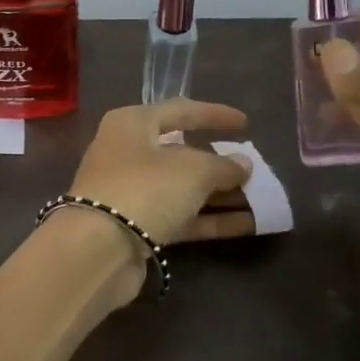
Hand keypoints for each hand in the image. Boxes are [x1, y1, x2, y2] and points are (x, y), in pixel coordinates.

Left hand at [67, 100, 255, 247]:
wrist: (98, 249)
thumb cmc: (144, 189)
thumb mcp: (193, 170)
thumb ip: (223, 165)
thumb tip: (242, 164)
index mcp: (132, 124)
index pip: (180, 110)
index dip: (214, 115)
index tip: (246, 124)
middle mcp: (127, 153)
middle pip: (181, 153)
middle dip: (219, 162)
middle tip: (253, 169)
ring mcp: (130, 192)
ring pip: (183, 188)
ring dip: (220, 194)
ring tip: (261, 199)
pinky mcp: (136, 227)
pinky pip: (180, 216)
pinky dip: (211, 219)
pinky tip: (249, 224)